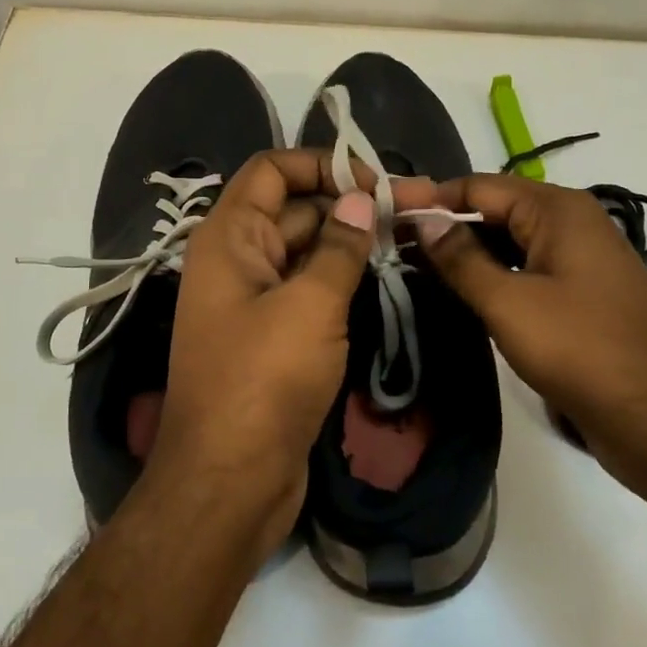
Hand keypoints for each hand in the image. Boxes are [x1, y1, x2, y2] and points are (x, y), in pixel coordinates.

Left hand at [149, 150, 374, 556]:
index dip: (323, 165)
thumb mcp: (309, 306)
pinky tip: (387, 277)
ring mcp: (255, 300)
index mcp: (229, 237)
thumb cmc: (264, 382)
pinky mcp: (274, 337)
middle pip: (296, 210)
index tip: (377, 182)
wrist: (230, 481)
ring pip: (307, 252)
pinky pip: (309, 291)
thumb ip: (338, 247)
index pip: (273, 170)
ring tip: (413, 239)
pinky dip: (343, 280)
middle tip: (418, 211)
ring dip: (353, 243)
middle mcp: (237, 260)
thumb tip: (361, 201)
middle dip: (352, 205)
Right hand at [396, 173, 646, 477]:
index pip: (478, 186)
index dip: (429, 197)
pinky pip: (526, 271)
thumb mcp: (508, 302)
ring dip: (465, 254)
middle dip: (444, 226)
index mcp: (558, 210)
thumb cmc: (582, 350)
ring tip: (412, 270)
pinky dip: (492, 277)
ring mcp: (579, 262)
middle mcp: (571, 224)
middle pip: (494, 210)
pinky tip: (458, 295)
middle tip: (390, 246)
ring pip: (509, 244)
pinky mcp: (581, 297)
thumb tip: (421, 217)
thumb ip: (460, 257)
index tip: (383, 214)